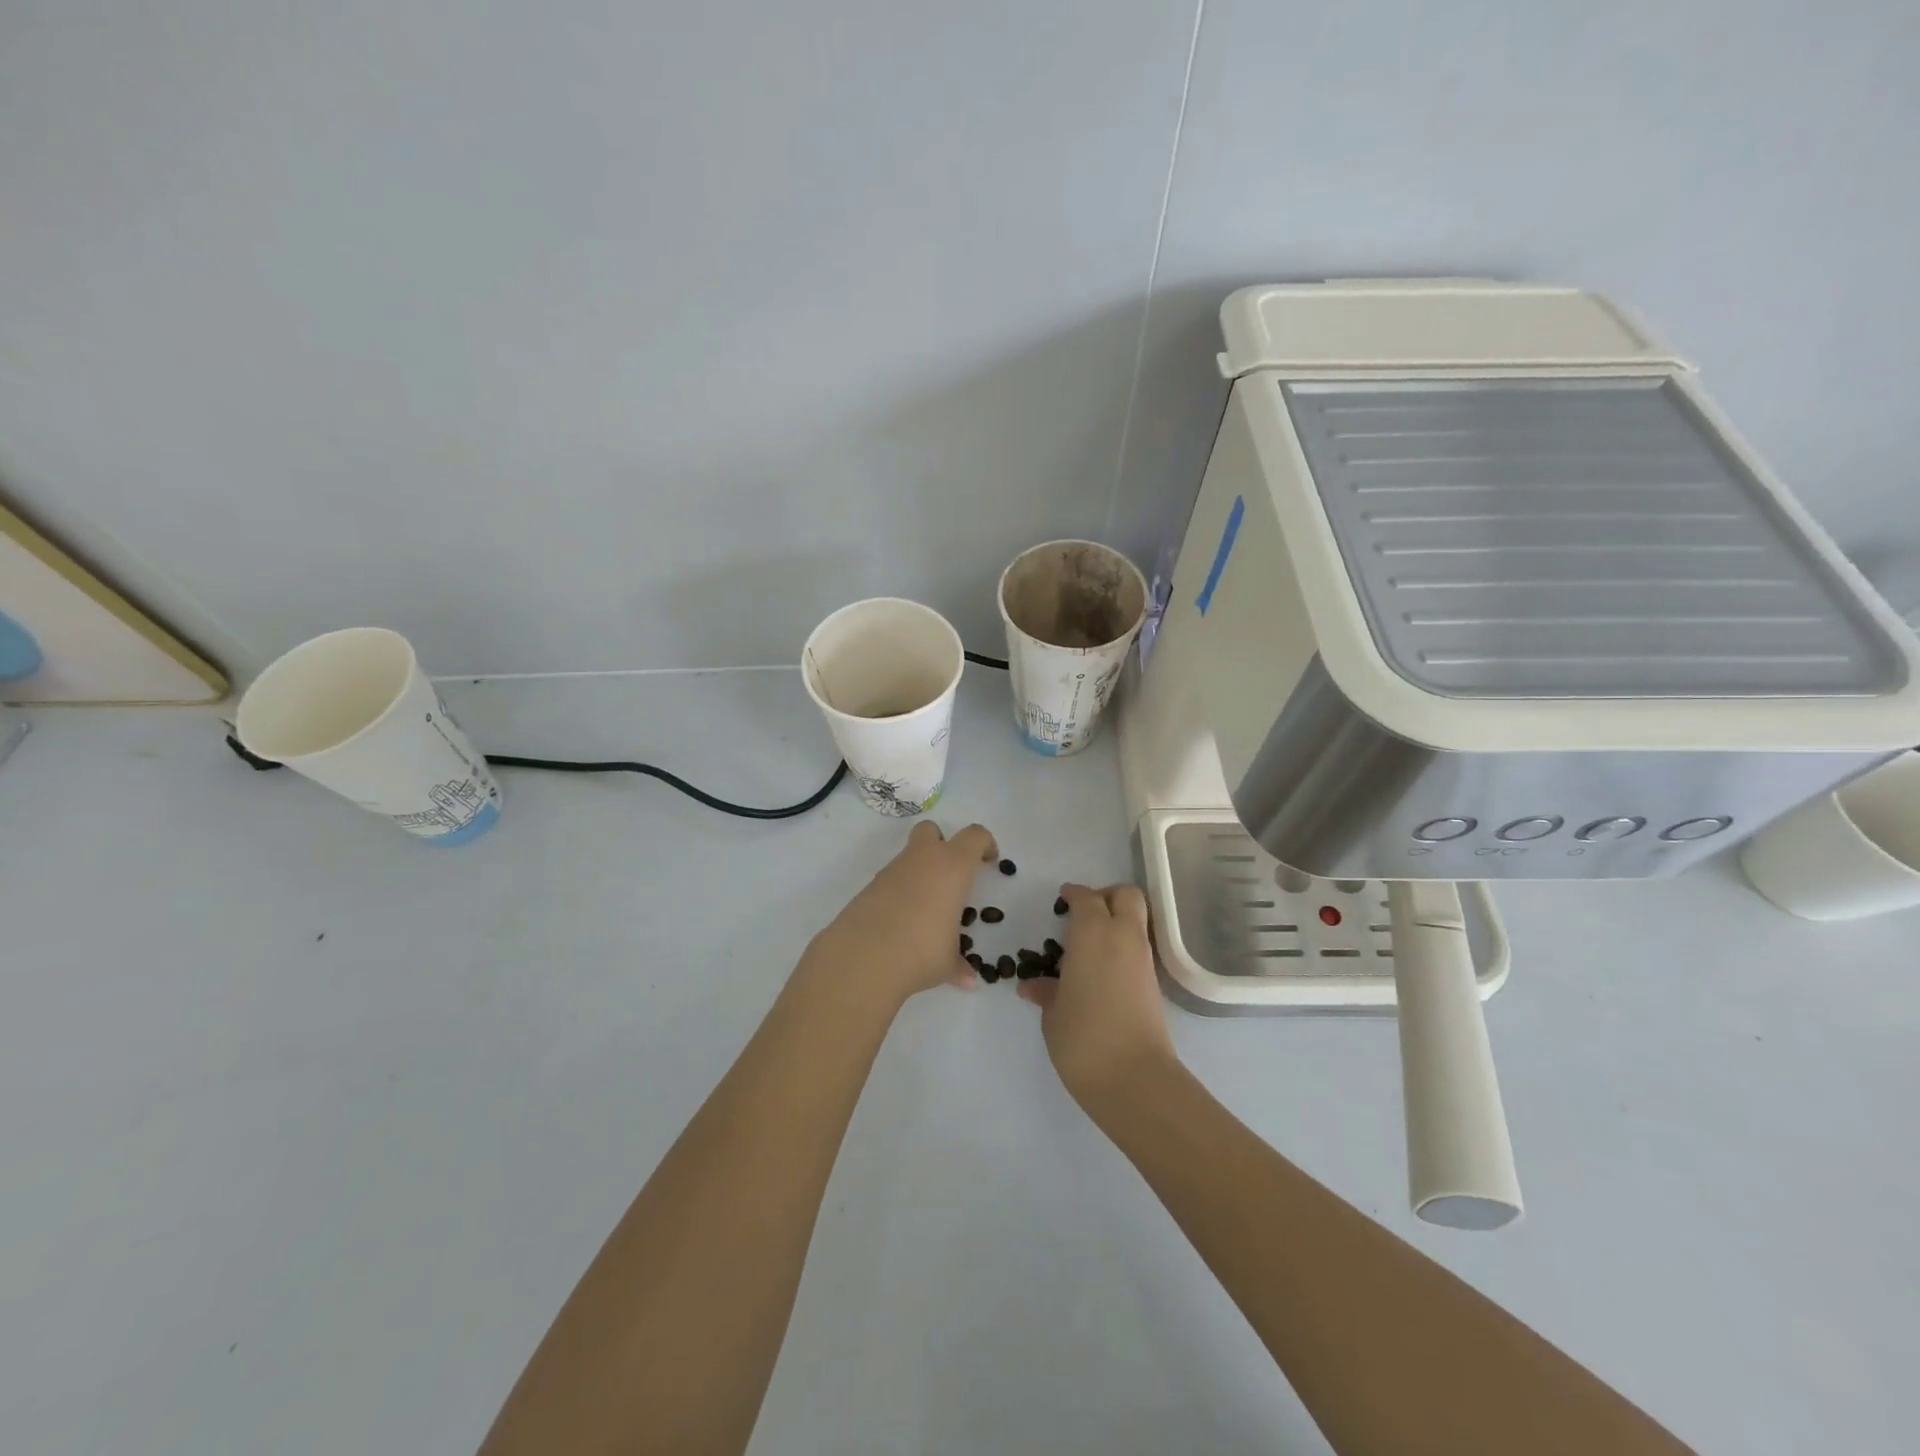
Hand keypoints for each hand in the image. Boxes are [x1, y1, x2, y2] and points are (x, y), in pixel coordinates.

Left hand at [805, 819, 998, 1004]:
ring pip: (909, 855)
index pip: (974, 837)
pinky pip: (891, 879)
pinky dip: (900, 891)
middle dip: (942, 844)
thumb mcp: (948, 962)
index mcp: (952, 867)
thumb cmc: (921, 952)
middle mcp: (922, 860)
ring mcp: (892, 870)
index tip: (988, 861)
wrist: (863, 957)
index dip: (984, 844)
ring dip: (920, 871)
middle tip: (951, 875)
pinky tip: (901, 920)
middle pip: (932, 830)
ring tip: (926, 909)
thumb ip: (960, 966)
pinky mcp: (869, 886)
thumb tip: (968, 981)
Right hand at [1018, 883, 1177, 1110]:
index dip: (1074, 895)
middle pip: (1126, 895)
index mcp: (1093, 934)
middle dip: (1106, 896)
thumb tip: (1033, 985)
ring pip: (1137, 920)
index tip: (1062, 899)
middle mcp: (1123, 937)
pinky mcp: (1155, 984)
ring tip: (1088, 944)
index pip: (1086, 898)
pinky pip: (1139, 947)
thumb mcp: (1053, 1014)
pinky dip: (1123, 946)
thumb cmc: (1084, 1038)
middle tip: (1084, 912)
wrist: (1135, 1079)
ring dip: (1117, 921)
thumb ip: (1046, 992)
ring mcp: (1143, 960)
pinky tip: (1101, 969)